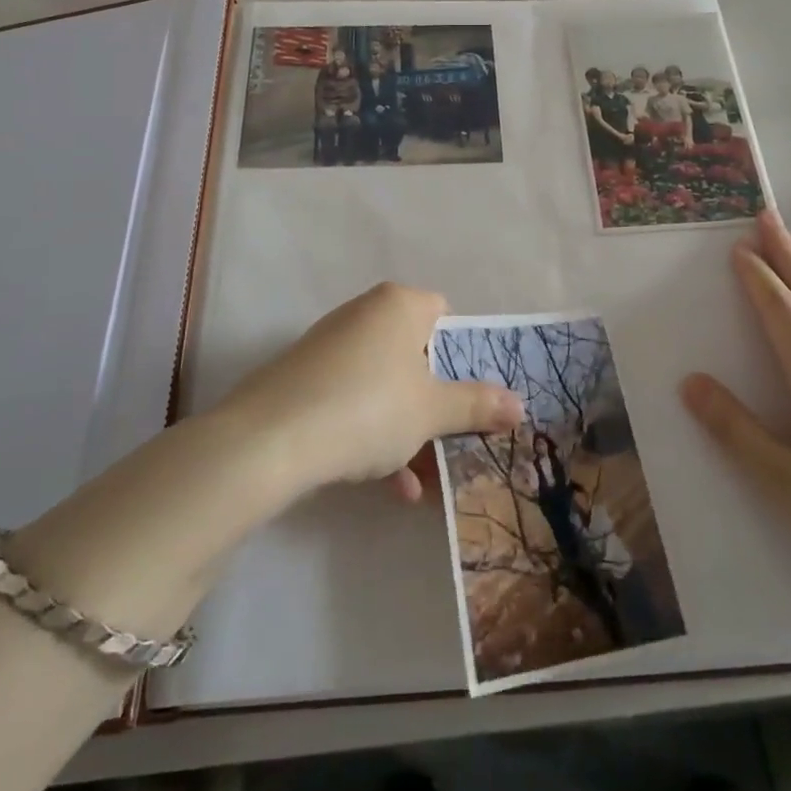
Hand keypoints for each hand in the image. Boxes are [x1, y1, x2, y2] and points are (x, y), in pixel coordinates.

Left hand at [216, 282, 522, 503]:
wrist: (269, 440)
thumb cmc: (368, 407)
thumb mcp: (431, 411)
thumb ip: (477, 405)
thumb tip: (521, 404)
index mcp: (400, 304)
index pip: (446, 315)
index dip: (465, 355)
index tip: (474, 396)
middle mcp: (365, 313)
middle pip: (416, 355)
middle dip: (436, 404)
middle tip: (455, 441)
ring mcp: (331, 345)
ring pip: (386, 384)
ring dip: (408, 430)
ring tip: (423, 480)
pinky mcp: (305, 378)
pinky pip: (354, 400)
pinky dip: (373, 434)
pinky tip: (389, 486)